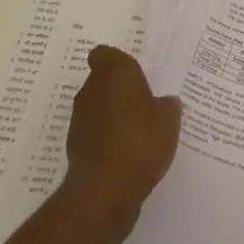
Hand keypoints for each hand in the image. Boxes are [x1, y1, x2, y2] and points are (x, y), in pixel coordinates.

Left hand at [62, 45, 181, 235]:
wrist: (105, 189)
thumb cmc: (141, 140)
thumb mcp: (169, 119)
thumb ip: (167, 106)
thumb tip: (166, 103)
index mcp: (114, 72)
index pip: (105, 54)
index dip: (117, 63)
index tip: (133, 75)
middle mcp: (91, 89)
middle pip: (102, 81)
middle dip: (118, 91)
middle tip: (142, 103)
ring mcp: (79, 120)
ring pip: (96, 108)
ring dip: (111, 116)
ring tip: (136, 132)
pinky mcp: (74, 148)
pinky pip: (94, 135)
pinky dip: (105, 140)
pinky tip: (125, 154)